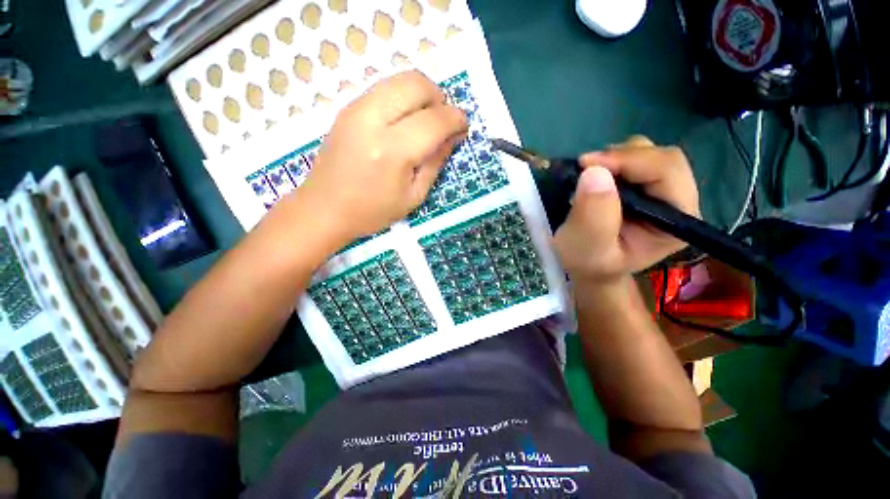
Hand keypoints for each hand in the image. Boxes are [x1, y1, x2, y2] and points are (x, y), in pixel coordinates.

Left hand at [297, 71, 467, 240]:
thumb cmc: (373, 211)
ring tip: (426, 120)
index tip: (463, 127)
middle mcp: (372, 120)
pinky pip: (384, 88)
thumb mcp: (414, 196)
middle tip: (443, 122)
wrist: (324, 208)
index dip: (455, 119)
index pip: (434, 120)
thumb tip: (454, 136)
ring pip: (398, 79)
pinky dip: (402, 97)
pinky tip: (404, 121)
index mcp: (392, 151)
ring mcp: (356, 109)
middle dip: (439, 98)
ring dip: (421, 94)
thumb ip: (436, 162)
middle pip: (416, 84)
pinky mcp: (347, 108)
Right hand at [554, 136, 699, 283]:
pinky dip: (611, 160)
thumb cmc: (589, 263)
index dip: (630, 161)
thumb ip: (593, 218)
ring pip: (649, 153)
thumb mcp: (587, 248)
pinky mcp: (645, 185)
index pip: (667, 173)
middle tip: (584, 168)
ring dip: (615, 158)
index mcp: (676, 221)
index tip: (587, 165)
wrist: (588, 266)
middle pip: (662, 158)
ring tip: (588, 175)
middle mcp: (678, 201)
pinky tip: (595, 176)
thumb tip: (594, 172)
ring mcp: (663, 190)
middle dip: (621, 157)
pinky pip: (634, 158)